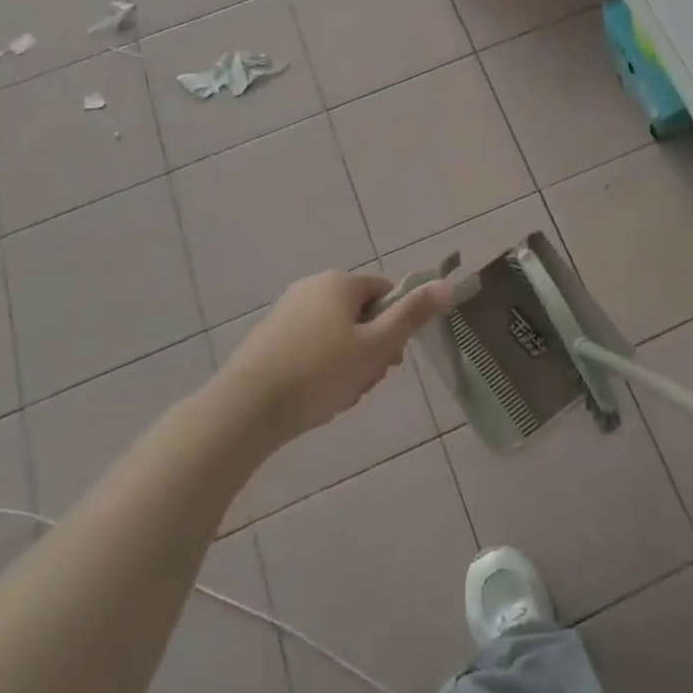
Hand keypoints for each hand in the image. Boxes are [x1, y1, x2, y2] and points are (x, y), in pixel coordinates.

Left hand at [219, 270, 451, 446]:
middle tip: (363, 383)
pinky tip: (315, 399)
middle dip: (371, 351)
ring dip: (348, 366)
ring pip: (337, 337)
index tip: (389, 361)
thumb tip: (447, 285)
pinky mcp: (269, 338)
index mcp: (339, 283)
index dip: (396, 327)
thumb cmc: (319, 373)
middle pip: (362, 316)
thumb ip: (412, 315)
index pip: (386, 293)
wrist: (245, 409)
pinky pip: (311, 348)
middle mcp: (312, 287)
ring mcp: (287, 312)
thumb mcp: (375, 346)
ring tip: (338, 397)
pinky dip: (320, 371)